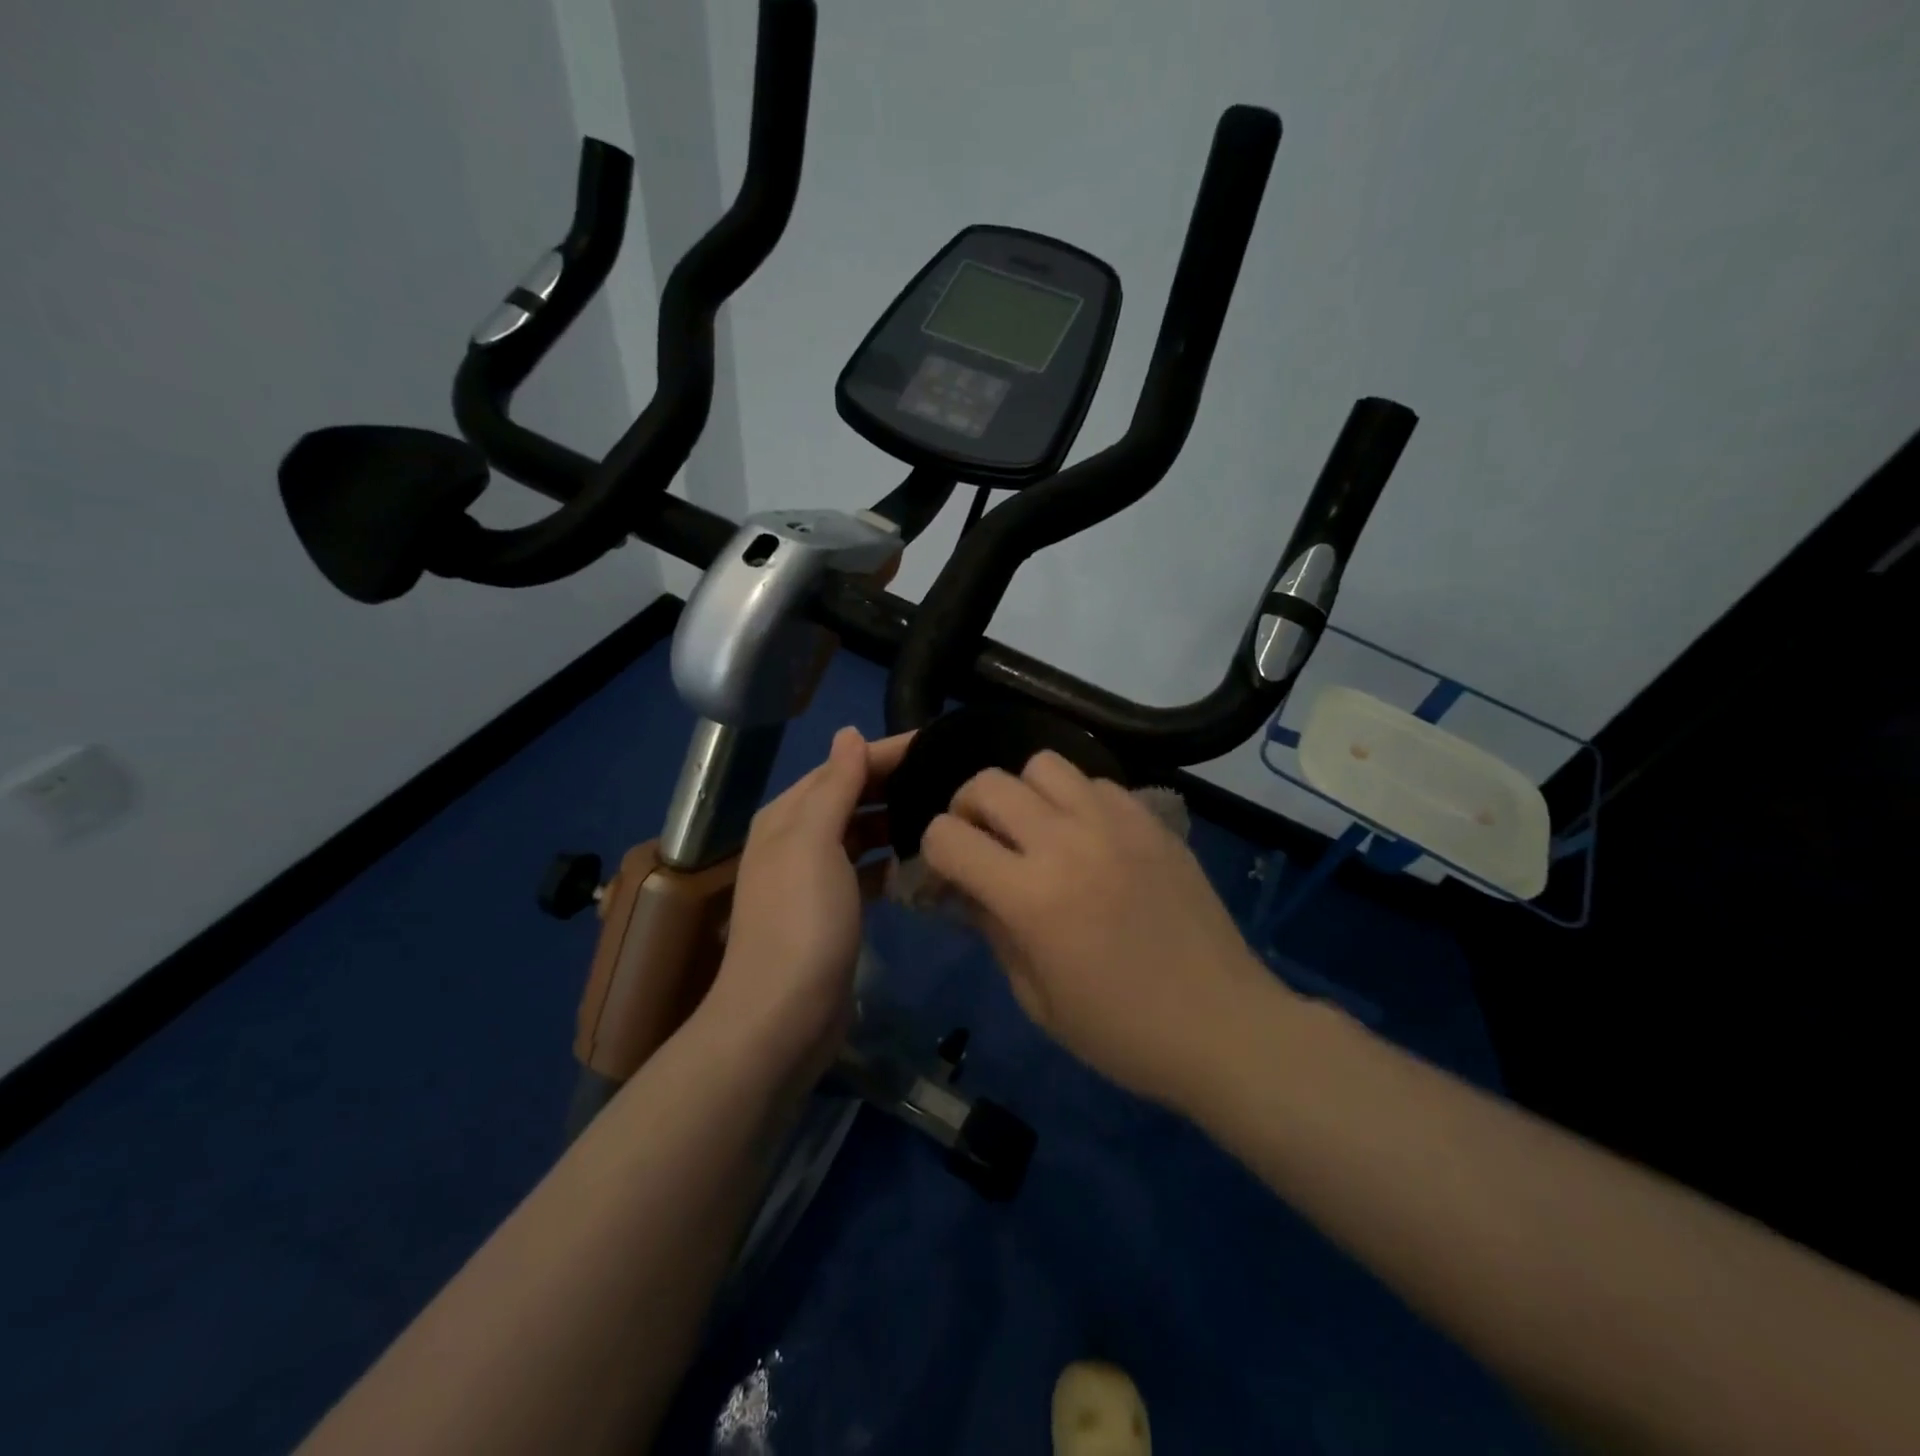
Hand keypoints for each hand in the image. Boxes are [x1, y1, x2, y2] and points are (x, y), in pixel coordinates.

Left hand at [700, 727, 911, 1086]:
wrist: (782, 1018)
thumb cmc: (801, 921)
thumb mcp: (814, 842)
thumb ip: (835, 785)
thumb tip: (849, 733)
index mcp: (788, 815)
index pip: (844, 766)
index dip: (887, 751)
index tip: (940, 743)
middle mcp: (798, 839)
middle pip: (853, 796)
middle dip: (896, 784)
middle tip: (952, 777)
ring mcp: (816, 878)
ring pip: (863, 834)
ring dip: (897, 822)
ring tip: (946, 815)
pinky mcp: (835, 911)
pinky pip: (869, 871)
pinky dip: (893, 863)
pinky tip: (923, 864)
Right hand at [921, 750, 1279, 1107]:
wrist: (1222, 1026)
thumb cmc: (1121, 1031)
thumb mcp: (1036, 997)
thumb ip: (992, 931)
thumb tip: (966, 890)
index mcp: (1031, 896)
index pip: (947, 836)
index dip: (933, 853)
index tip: (947, 875)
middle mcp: (1067, 842)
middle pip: (988, 783)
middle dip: (967, 810)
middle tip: (982, 843)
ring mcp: (1115, 823)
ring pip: (1043, 765)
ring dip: (1024, 794)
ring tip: (1037, 831)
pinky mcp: (1152, 820)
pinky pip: (1096, 782)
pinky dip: (1077, 800)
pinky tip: (1089, 838)